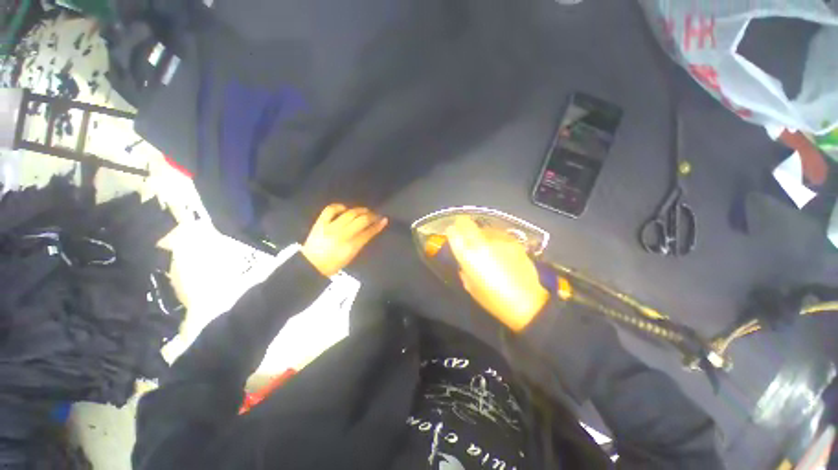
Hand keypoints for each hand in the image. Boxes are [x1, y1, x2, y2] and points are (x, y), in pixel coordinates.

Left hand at [302, 204, 387, 276]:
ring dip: (360, 210)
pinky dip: (339, 207)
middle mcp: (342, 235)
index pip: (368, 232)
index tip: (384, 220)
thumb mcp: (351, 256)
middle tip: (376, 215)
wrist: (311, 264)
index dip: (378, 225)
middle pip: (361, 220)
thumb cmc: (333, 264)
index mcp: (351, 246)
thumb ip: (361, 242)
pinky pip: (331, 210)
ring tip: (364, 210)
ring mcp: (331, 227)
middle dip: (371, 216)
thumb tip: (370, 230)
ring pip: (349, 213)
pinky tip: (345, 208)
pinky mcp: (320, 223)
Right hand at [446, 217, 549, 331]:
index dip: (451, 231)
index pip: (454, 233)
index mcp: (468, 256)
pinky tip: (499, 250)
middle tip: (463, 229)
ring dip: (480, 233)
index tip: (452, 232)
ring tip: (485, 245)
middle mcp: (481, 243)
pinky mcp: (513, 241)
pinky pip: (498, 235)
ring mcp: (499, 240)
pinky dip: (495, 239)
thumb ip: (464, 270)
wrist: (527, 301)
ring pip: (484, 228)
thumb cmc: (494, 299)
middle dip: (462, 224)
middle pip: (467, 223)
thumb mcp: (471, 287)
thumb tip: (464, 263)